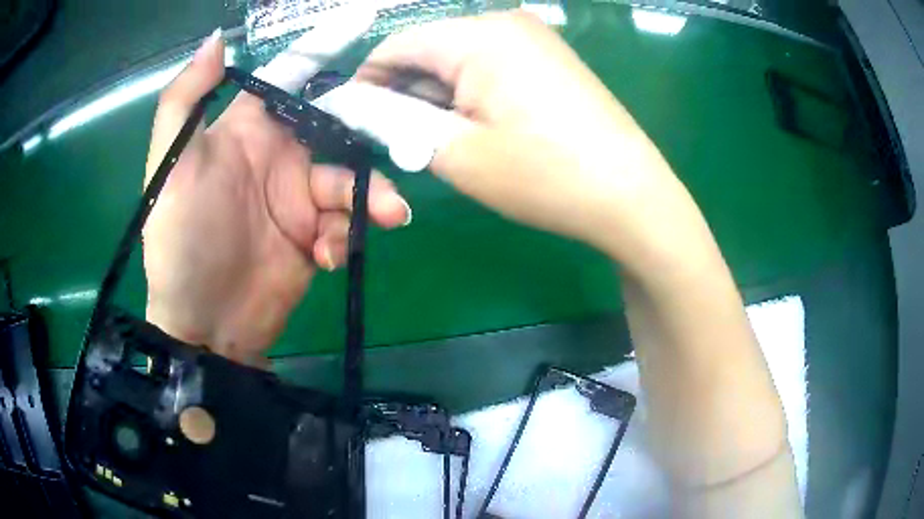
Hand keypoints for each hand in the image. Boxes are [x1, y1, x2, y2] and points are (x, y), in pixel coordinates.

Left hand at [143, 32, 409, 365]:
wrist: (203, 324)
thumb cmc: (181, 240)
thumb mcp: (170, 166)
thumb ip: (186, 100)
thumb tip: (218, 40)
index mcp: (248, 131)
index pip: (291, 76)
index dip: (324, 47)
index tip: (364, 20)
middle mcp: (279, 157)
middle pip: (338, 128)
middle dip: (367, 135)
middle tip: (398, 142)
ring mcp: (299, 201)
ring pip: (351, 180)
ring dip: (369, 197)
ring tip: (384, 217)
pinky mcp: (315, 239)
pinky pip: (346, 225)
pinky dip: (346, 236)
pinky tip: (326, 255)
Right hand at [357, 11, 686, 269]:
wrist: (630, 195)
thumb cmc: (544, 176)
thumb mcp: (456, 153)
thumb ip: (397, 122)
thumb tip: (359, 107)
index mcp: (478, 35)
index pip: (397, 43)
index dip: (367, 79)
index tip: (354, 117)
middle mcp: (505, 22)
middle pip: (430, 47)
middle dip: (405, 89)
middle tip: (396, 137)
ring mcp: (534, 37)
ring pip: (459, 57)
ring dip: (437, 93)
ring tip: (438, 137)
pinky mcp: (549, 57)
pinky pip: (491, 63)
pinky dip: (469, 90)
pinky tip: (475, 124)